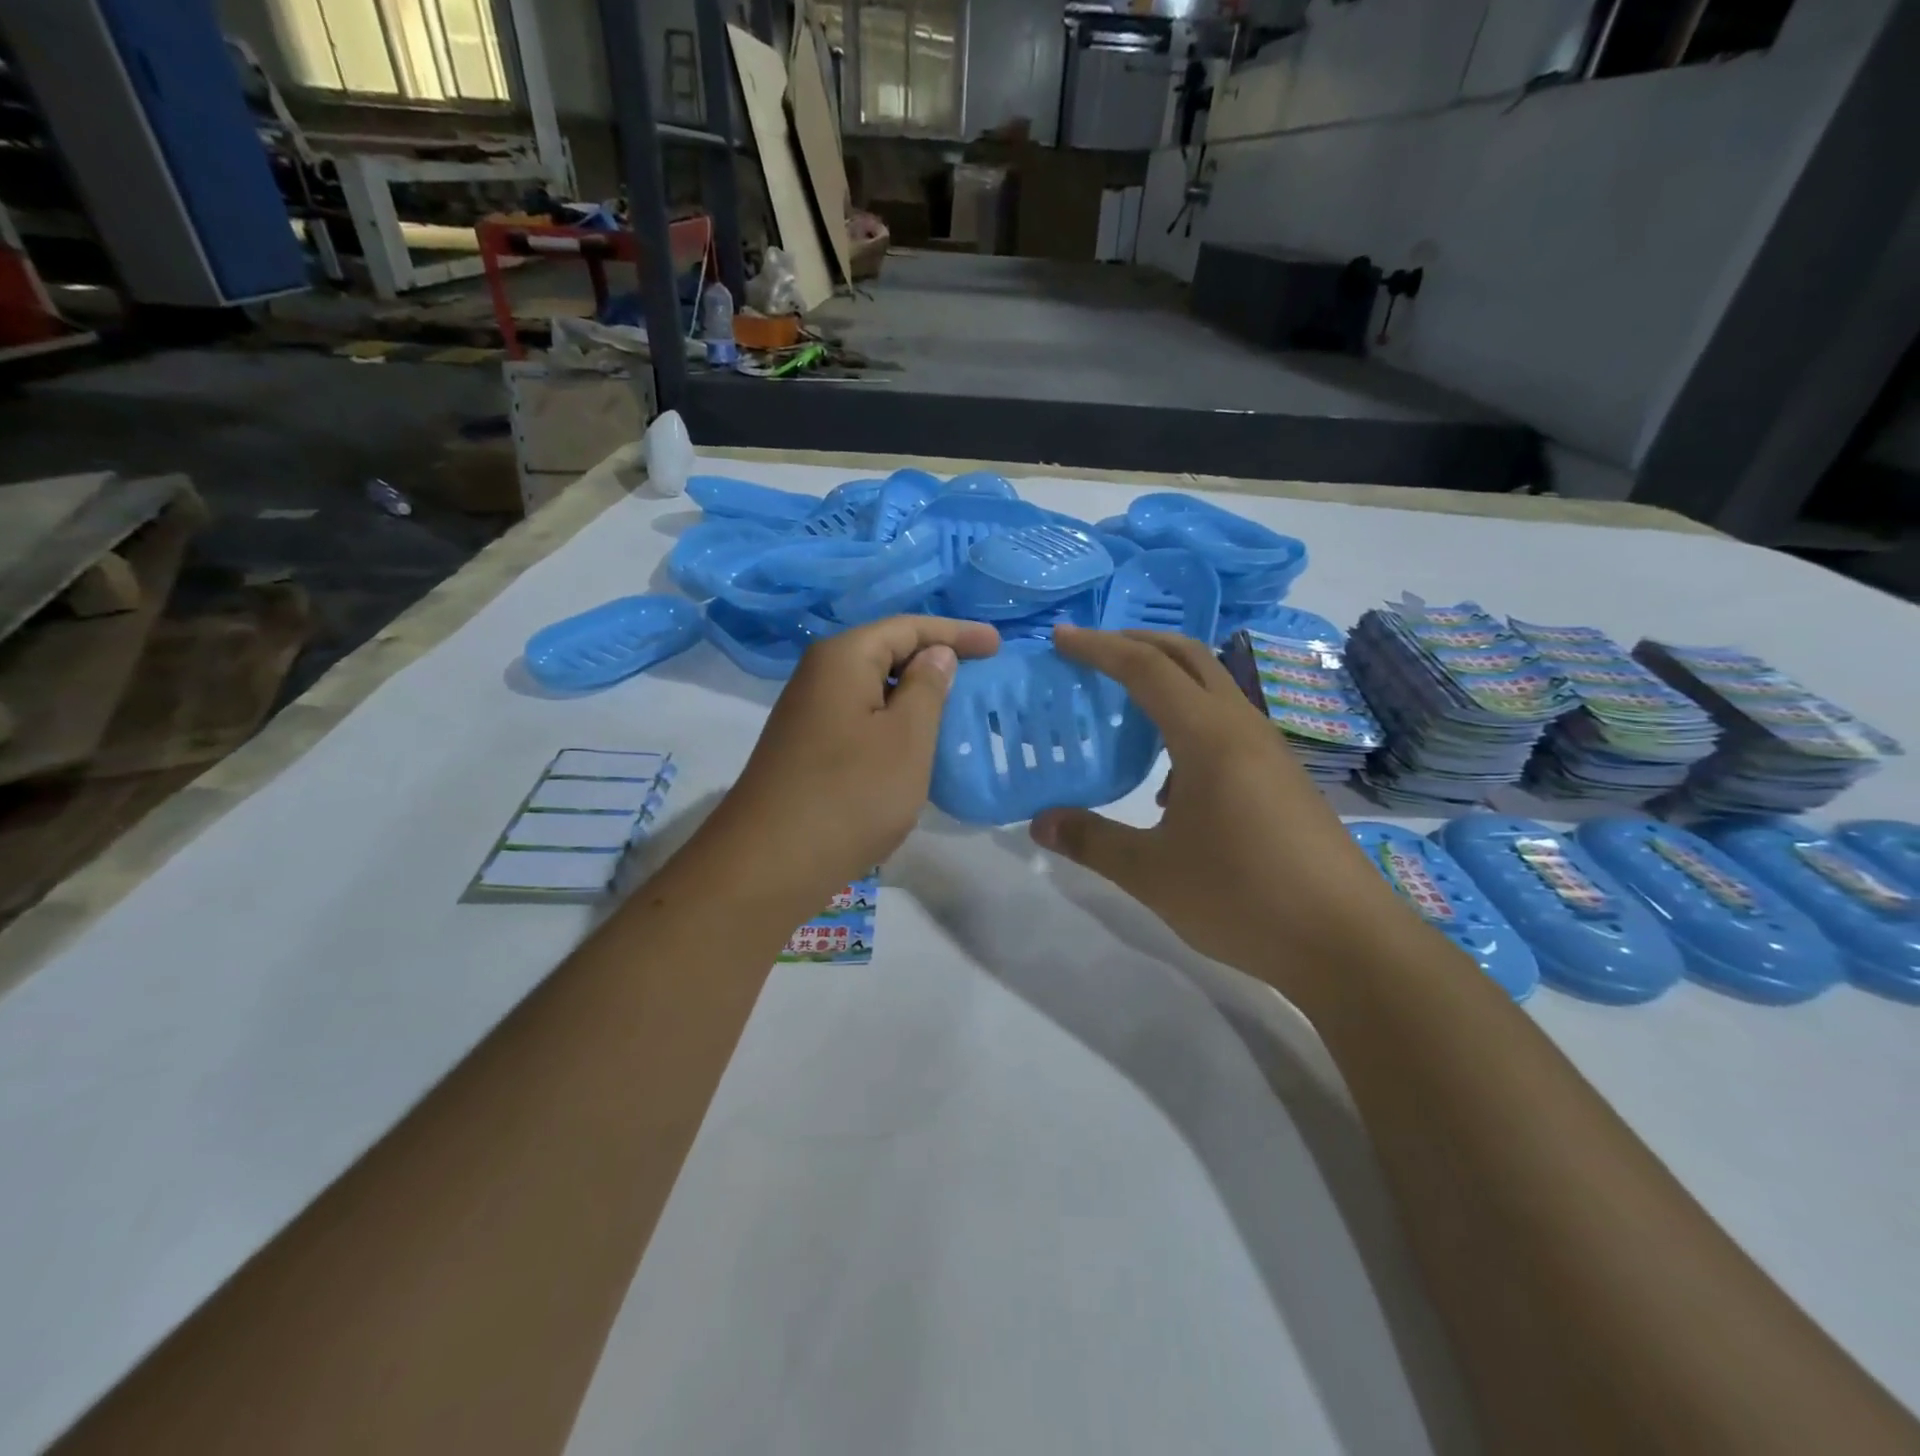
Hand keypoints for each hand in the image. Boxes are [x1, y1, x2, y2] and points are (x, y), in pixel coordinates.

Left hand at [701, 615, 1000, 910]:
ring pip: (873, 687)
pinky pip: (861, 717)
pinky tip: (914, 743)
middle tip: (981, 674)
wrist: (771, 862)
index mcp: (844, 658)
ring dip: (914, 694)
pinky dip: (893, 721)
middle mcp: (819, 674)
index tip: (997, 645)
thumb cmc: (851, 794)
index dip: (956, 632)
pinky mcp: (807, 746)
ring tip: (955, 707)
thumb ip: (927, 688)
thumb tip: (936, 654)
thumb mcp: (906, 738)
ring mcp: (809, 712)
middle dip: (935, 659)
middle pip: (887, 651)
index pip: (908, 627)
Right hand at [1030, 626, 1419, 984]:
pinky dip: (1189, 722)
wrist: (1348, 942)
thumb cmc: (1243, 898)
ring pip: (1213, 689)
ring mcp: (1270, 751)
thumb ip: (1091, 841)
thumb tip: (1039, 824)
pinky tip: (1169, 783)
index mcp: (1208, 736)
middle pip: (1188, 657)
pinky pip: (1228, 726)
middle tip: (1091, 653)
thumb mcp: (1152, 874)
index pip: (1146, 668)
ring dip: (1167, 680)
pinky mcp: (1283, 777)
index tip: (1060, 638)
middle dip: (1137, 643)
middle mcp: (1242, 728)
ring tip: (1125, 708)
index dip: (1099, 648)